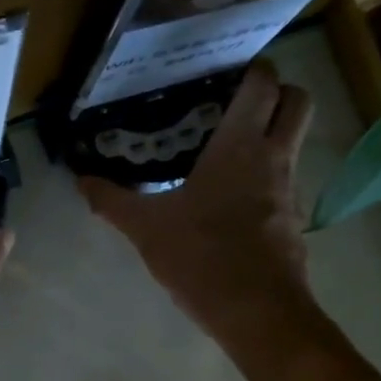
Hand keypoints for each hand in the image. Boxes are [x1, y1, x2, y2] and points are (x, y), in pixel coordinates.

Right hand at [81, 62, 321, 350]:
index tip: (226, 73)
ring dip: (273, 135)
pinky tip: (235, 201)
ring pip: (296, 142)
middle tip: (239, 104)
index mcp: (240, 146)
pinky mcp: (295, 221)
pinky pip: (287, 182)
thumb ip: (113, 201)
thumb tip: (81, 180)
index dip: (253, 69)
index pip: (263, 84)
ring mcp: (291, 189)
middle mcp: (275, 157)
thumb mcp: (146, 229)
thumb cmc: (202, 257)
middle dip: (278, 92)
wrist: (257, 312)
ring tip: (230, 152)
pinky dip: (268, 179)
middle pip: (298, 100)